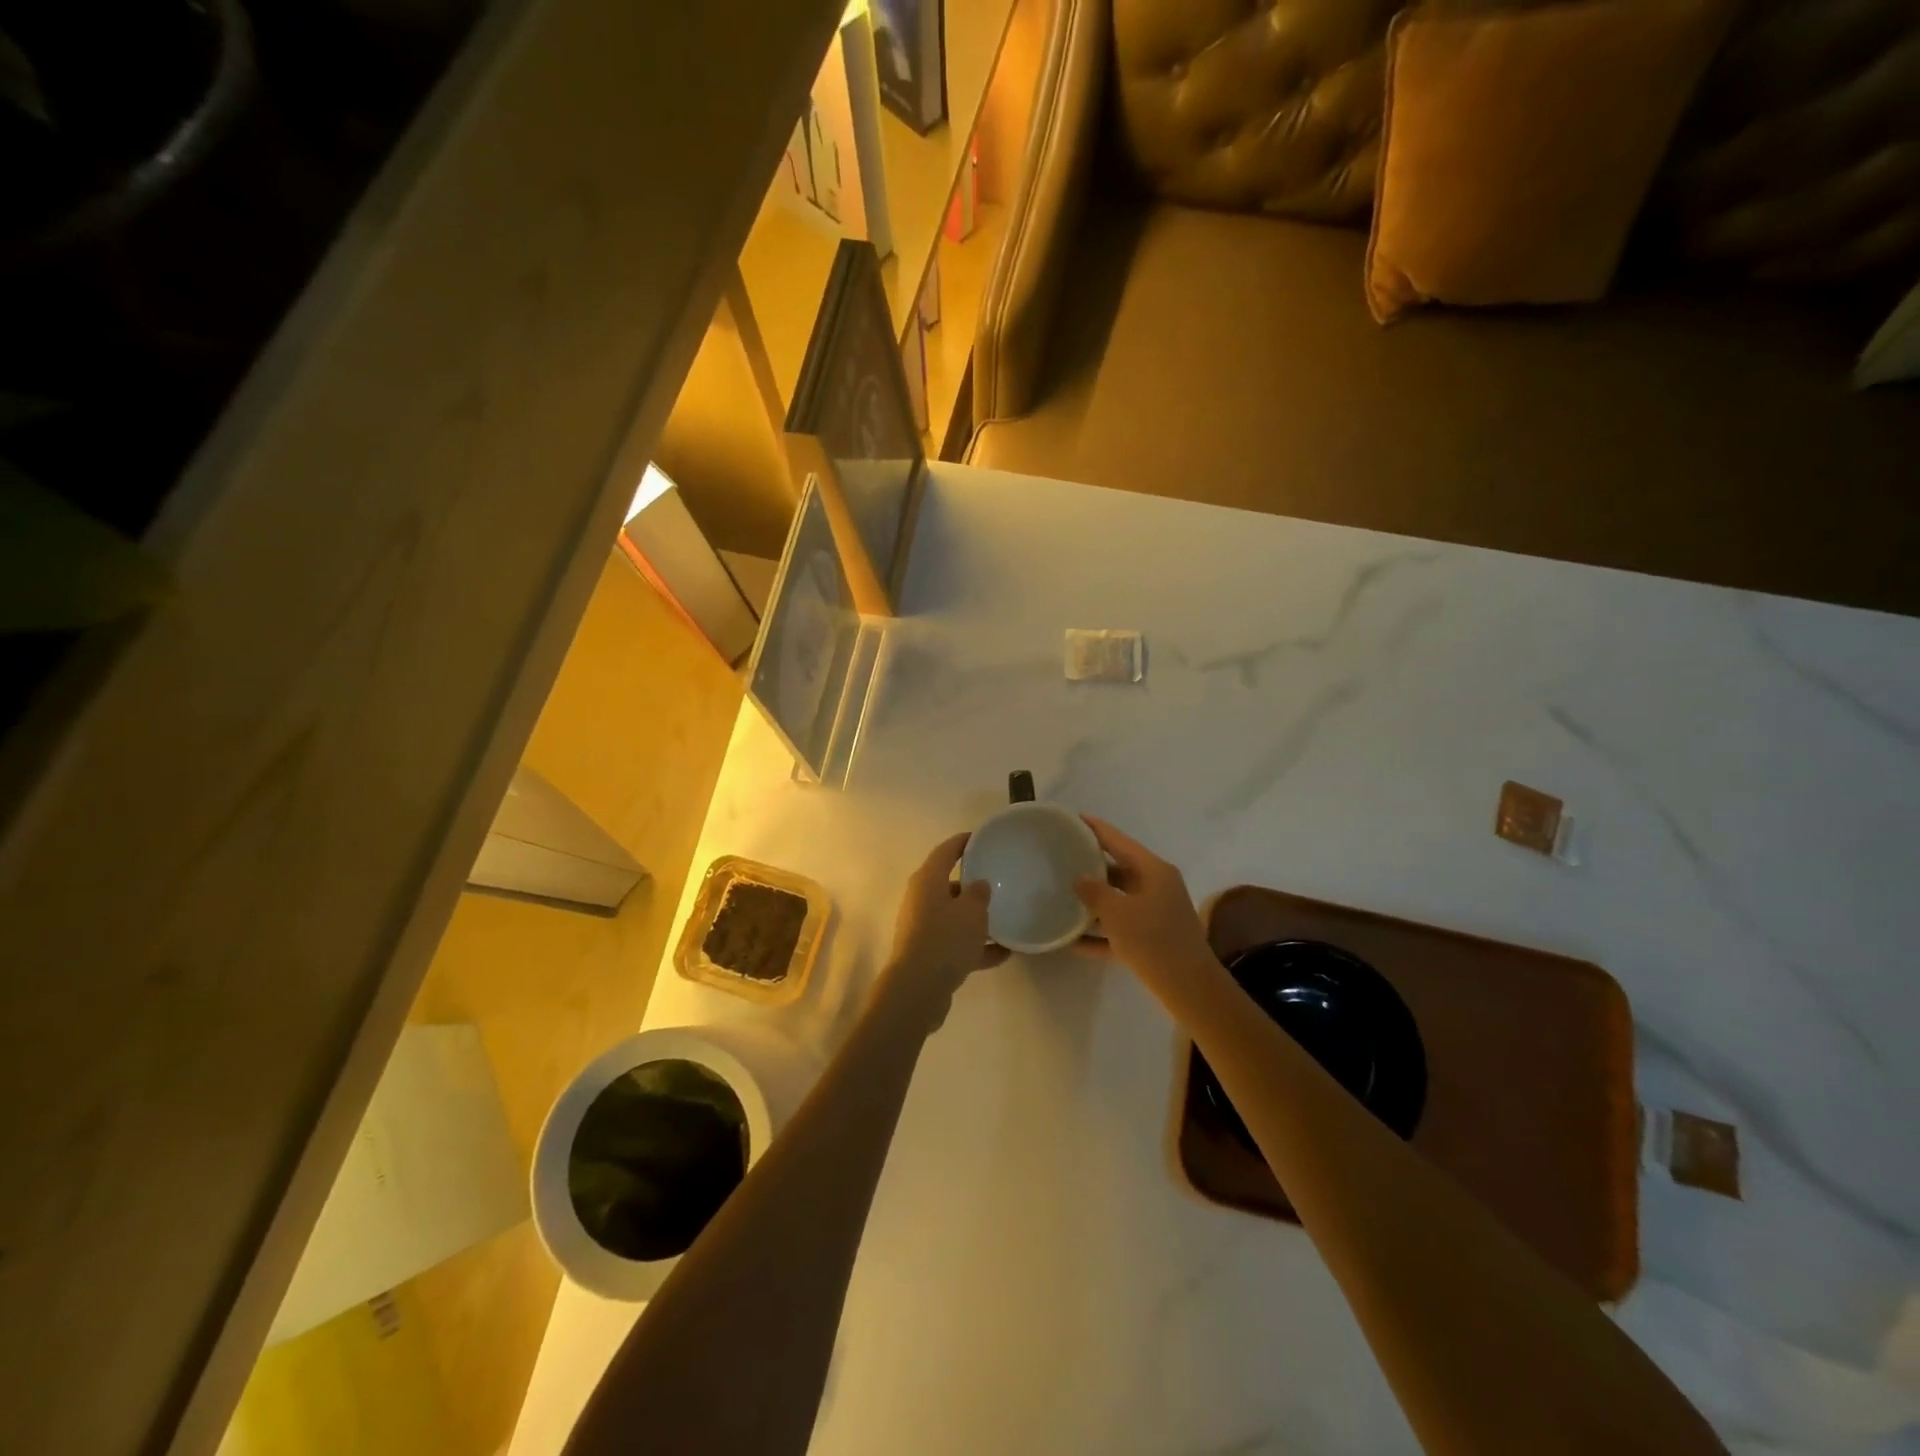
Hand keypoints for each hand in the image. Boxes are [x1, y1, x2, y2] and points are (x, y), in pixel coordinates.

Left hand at [889, 832, 1010, 993]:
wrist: (919, 988)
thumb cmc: (945, 938)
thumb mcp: (972, 911)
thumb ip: (979, 894)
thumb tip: (978, 885)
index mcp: (927, 881)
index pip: (945, 852)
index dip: (962, 843)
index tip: (980, 838)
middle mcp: (921, 900)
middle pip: (949, 885)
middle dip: (972, 885)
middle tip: (998, 882)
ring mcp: (923, 928)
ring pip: (953, 916)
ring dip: (976, 920)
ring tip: (1005, 920)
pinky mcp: (928, 954)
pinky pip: (956, 943)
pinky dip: (976, 947)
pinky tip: (1004, 954)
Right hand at [1072, 817, 1217, 990]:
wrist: (1188, 988)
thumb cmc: (1153, 941)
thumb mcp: (1117, 912)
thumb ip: (1094, 891)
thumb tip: (1079, 878)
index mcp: (1153, 871)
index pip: (1119, 841)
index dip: (1096, 829)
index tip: (1073, 818)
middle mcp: (1156, 887)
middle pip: (1118, 869)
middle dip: (1091, 866)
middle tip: (1062, 858)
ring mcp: (1155, 914)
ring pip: (1118, 900)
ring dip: (1093, 901)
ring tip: (1061, 895)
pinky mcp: (1151, 940)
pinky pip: (1119, 930)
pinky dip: (1099, 933)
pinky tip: (1071, 942)